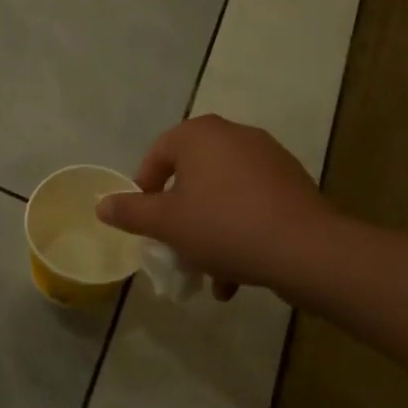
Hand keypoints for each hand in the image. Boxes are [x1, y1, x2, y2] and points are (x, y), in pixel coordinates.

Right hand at [97, 115, 337, 299]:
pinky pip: (253, 203)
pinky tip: (238, 273)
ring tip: (209, 270)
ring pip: (223, 194)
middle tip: (175, 245)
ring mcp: (268, 157)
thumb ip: (130, 211)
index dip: (145, 190)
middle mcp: (233, 135)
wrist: (305, 250)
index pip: (157, 155)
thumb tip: (102, 204)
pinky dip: (240, 230)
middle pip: (192, 175)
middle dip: (181, 215)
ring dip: (210, 230)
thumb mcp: (165, 223)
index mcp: (199, 134)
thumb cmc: (223, 226)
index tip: (146, 223)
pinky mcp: (293, 183)